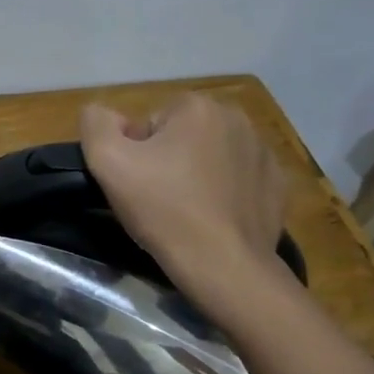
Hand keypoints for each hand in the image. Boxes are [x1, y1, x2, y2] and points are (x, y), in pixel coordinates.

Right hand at [80, 93, 288, 288]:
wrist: (223, 266)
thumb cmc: (163, 209)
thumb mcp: (107, 162)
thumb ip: (96, 124)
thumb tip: (102, 113)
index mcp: (198, 107)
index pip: (150, 121)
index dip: (135, 152)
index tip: (137, 182)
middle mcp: (237, 119)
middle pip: (182, 135)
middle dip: (168, 160)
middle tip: (157, 198)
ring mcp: (264, 153)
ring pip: (211, 156)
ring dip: (196, 174)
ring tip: (185, 211)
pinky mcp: (277, 185)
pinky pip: (238, 179)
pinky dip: (224, 193)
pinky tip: (213, 218)